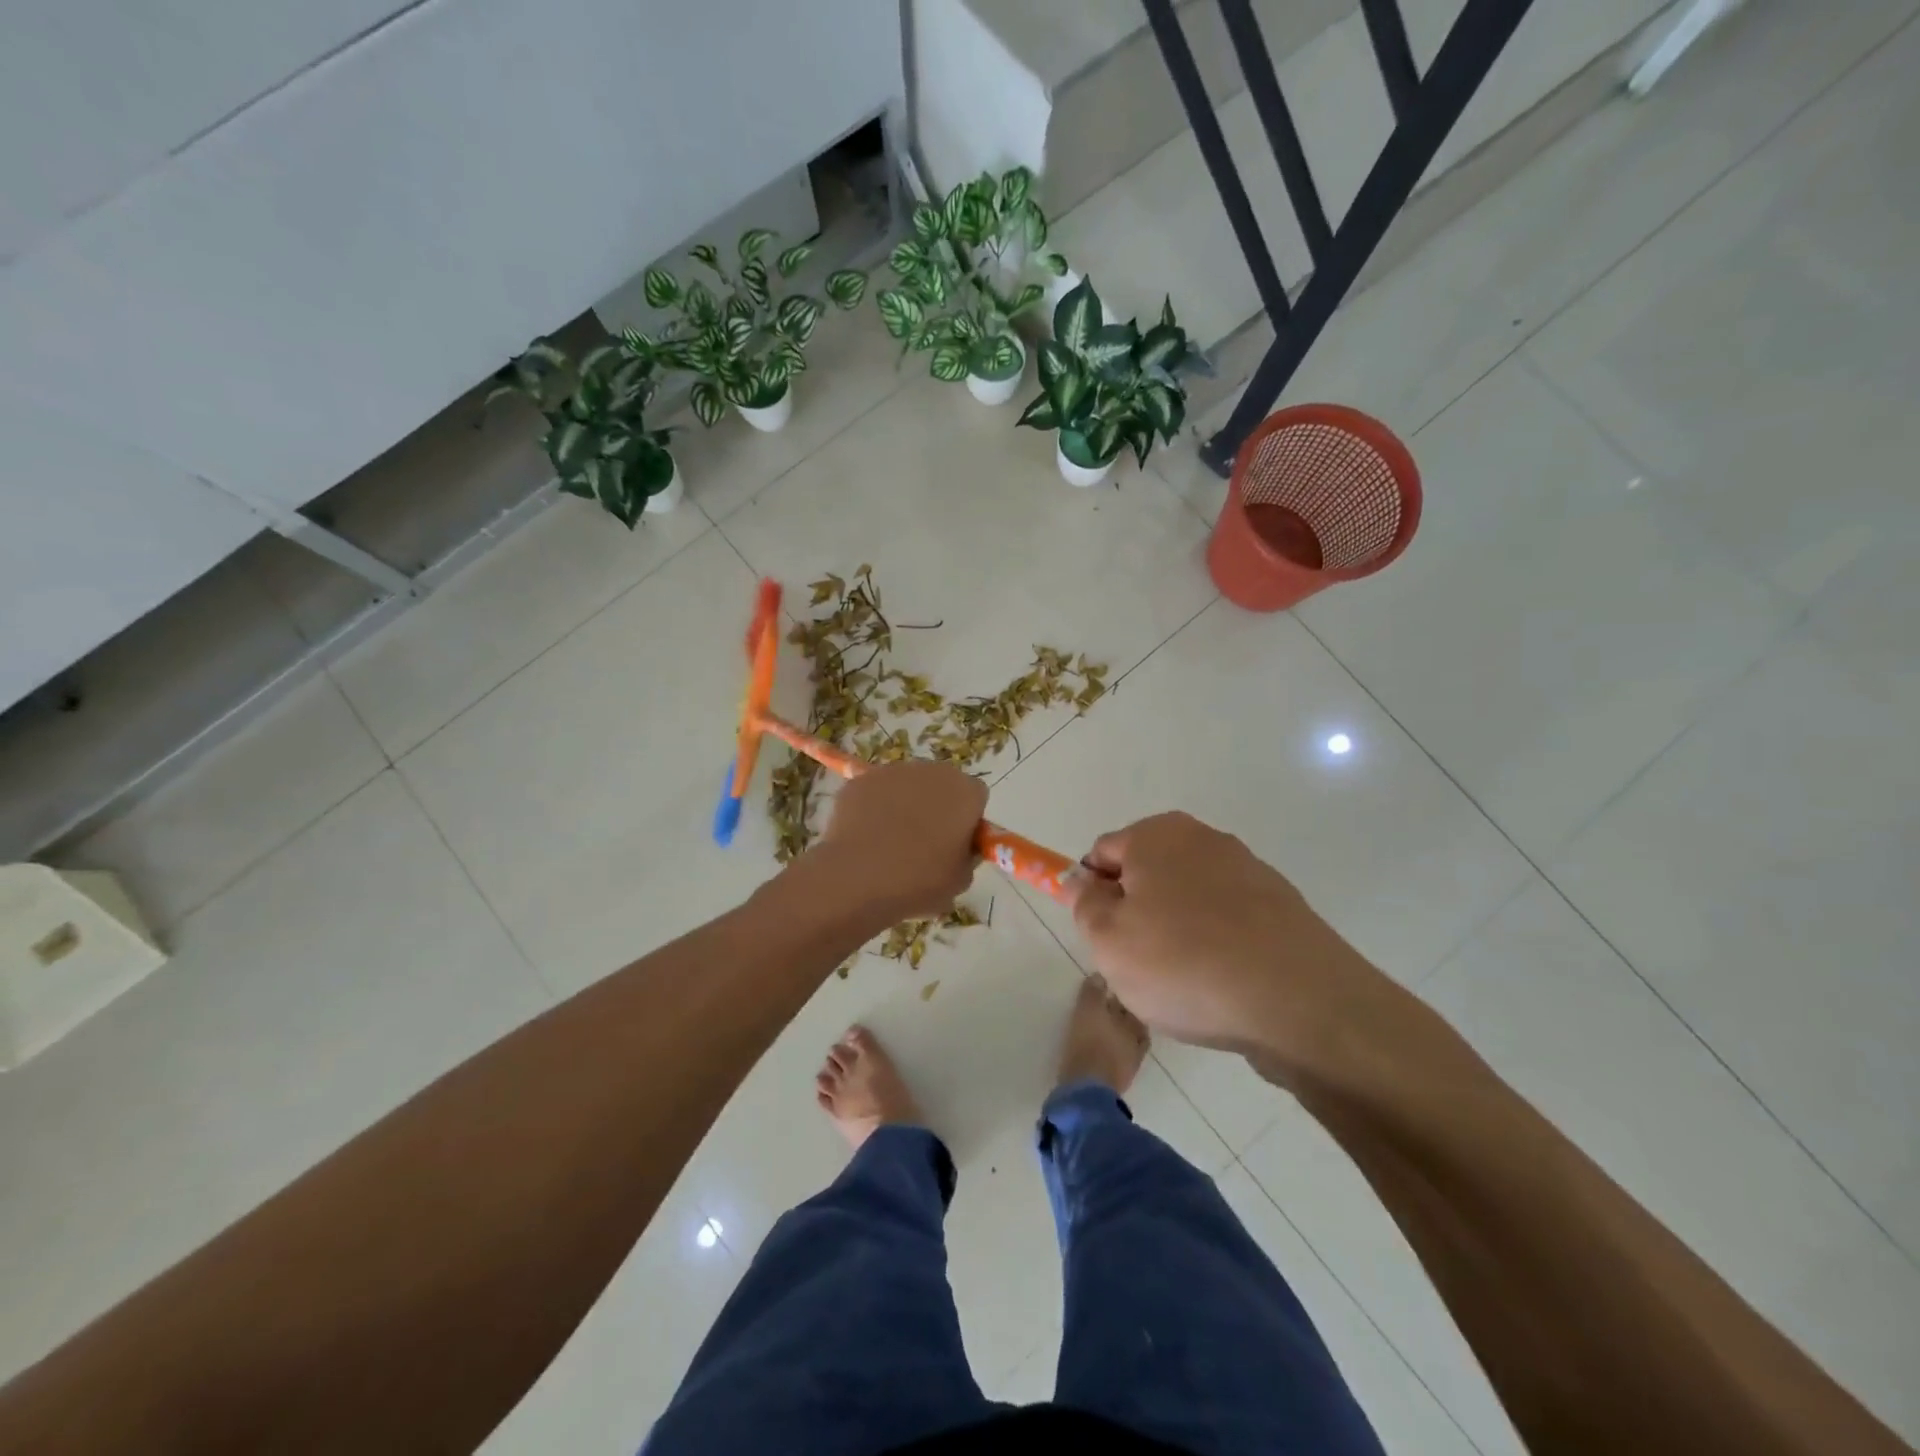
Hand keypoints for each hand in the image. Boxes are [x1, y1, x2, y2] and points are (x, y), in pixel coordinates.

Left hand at [809, 761, 986, 922]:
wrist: (858, 878)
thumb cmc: (919, 880)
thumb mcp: (960, 880)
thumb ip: (967, 856)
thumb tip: (959, 848)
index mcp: (965, 792)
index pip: (976, 798)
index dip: (968, 820)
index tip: (957, 844)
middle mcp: (932, 771)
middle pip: (941, 785)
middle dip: (936, 807)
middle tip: (924, 844)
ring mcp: (893, 772)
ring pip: (906, 786)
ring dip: (904, 805)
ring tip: (889, 843)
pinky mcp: (860, 780)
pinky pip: (875, 793)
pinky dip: (873, 809)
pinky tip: (865, 838)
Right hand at [1064, 812, 1386, 1075]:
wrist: (1301, 1003)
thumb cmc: (1185, 964)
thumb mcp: (1108, 940)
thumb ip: (1084, 903)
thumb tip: (1080, 879)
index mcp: (1156, 835)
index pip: (1102, 854)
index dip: (1092, 894)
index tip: (1101, 937)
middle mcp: (1203, 838)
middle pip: (1147, 874)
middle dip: (1135, 913)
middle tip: (1137, 963)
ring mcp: (1248, 869)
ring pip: (1187, 899)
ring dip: (1175, 931)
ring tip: (1183, 981)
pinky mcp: (1281, 905)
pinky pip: (1227, 920)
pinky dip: (1215, 944)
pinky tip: (1221, 984)